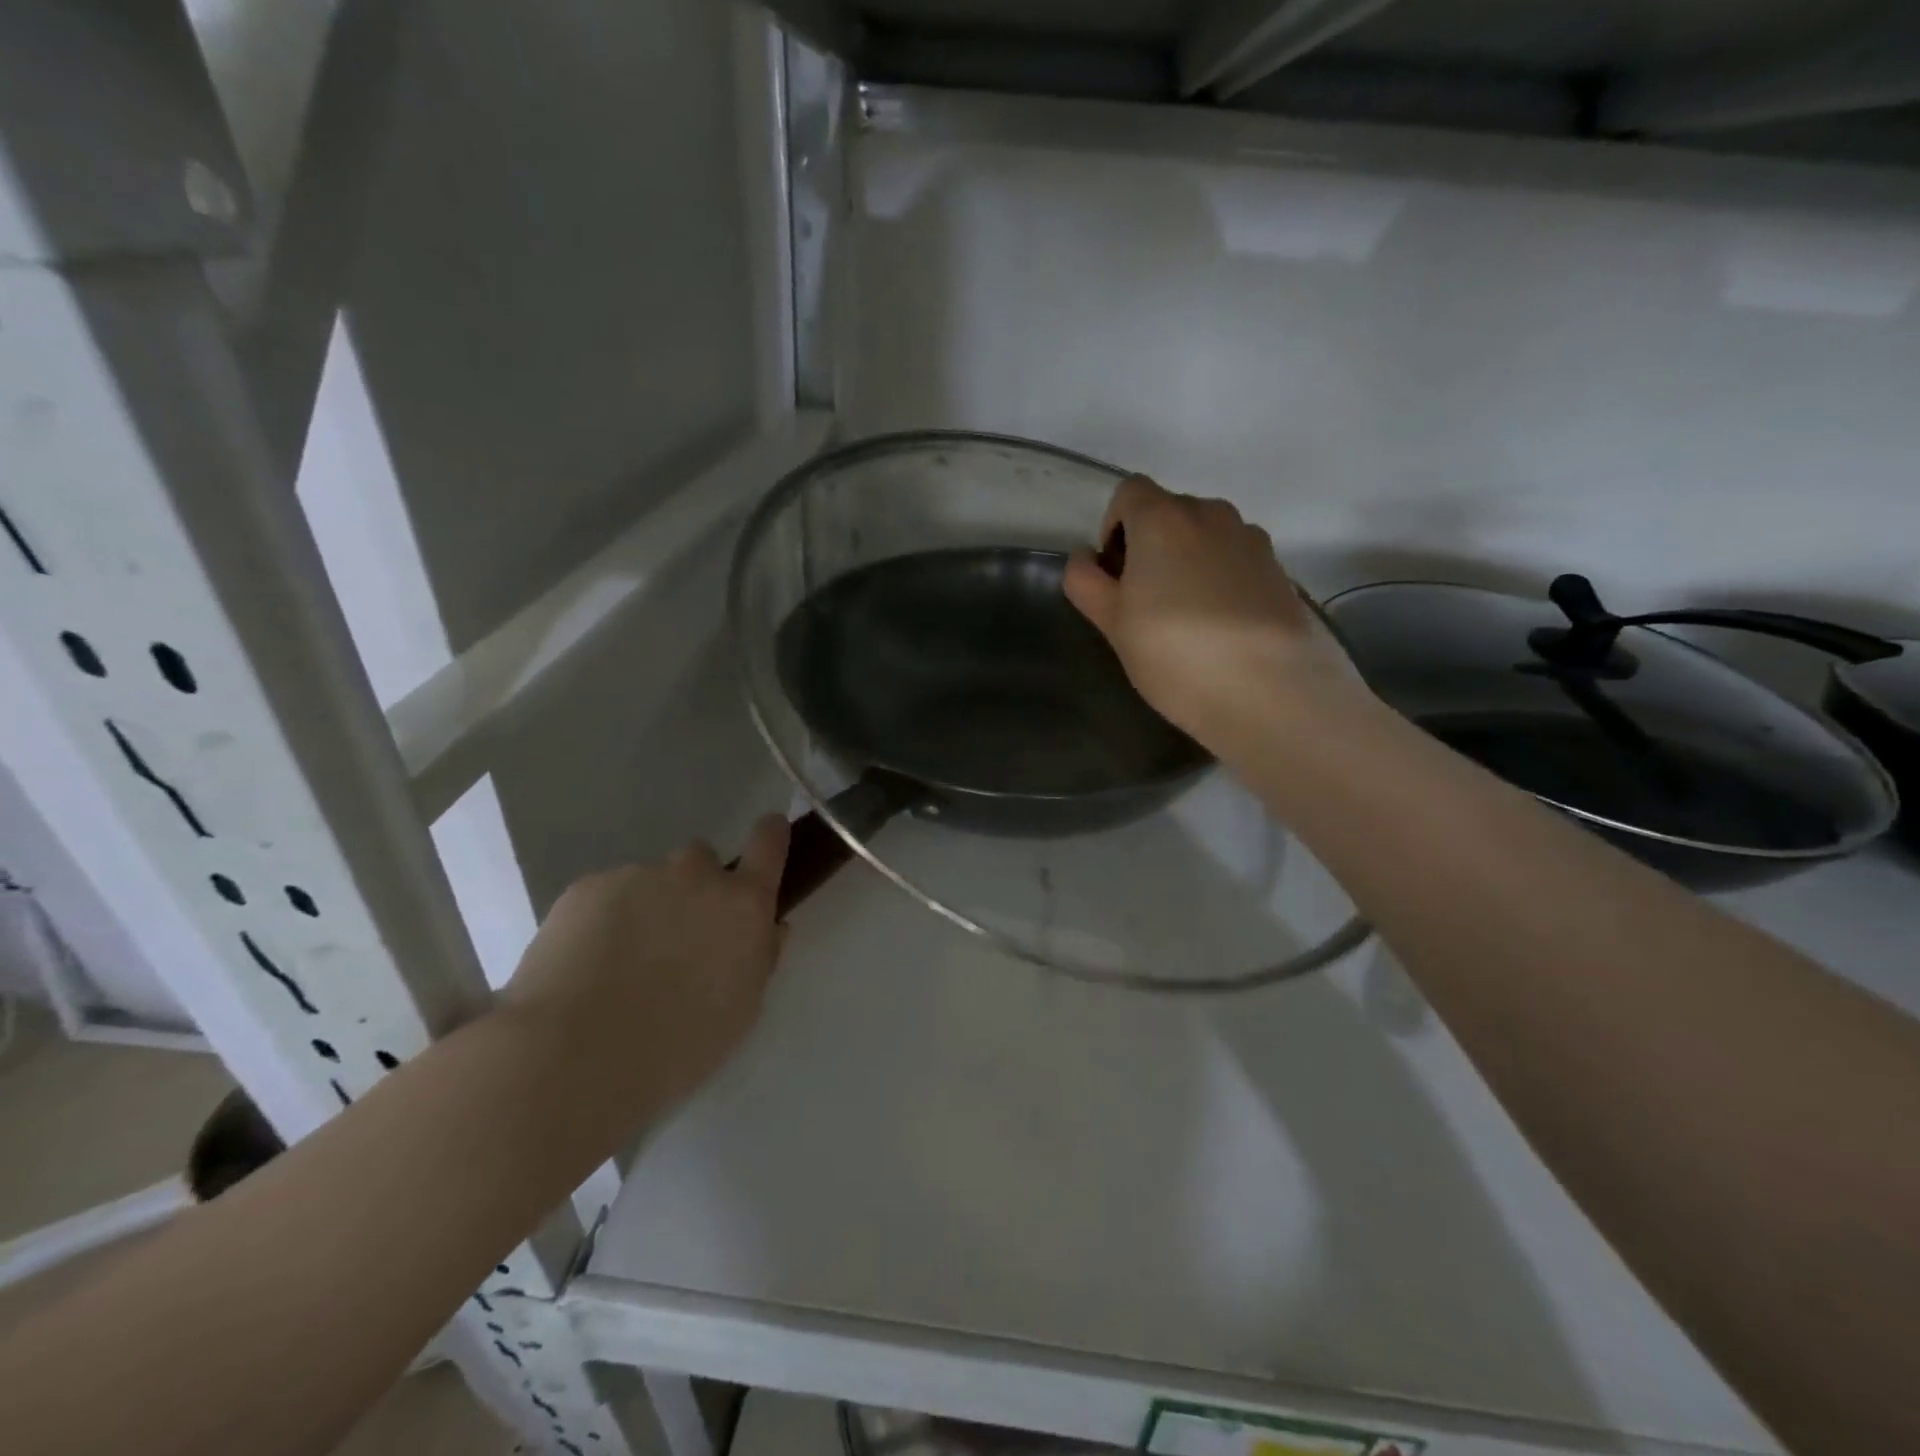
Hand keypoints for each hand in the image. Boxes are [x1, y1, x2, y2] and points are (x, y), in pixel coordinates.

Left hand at [501, 816, 790, 1118]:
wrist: (575, 1053)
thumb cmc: (678, 1045)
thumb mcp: (741, 1009)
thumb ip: (760, 957)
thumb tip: (769, 927)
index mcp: (743, 905)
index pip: (768, 845)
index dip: (770, 835)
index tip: (768, 831)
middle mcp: (695, 876)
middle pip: (701, 861)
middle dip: (694, 888)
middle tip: (675, 937)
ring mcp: (638, 875)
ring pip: (649, 881)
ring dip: (646, 907)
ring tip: (618, 964)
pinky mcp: (586, 887)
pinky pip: (605, 894)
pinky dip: (602, 920)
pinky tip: (583, 965)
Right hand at [1063, 475, 1362, 750]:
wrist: (1270, 690)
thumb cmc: (1175, 653)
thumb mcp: (1112, 624)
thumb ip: (1087, 583)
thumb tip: (1084, 558)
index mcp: (1163, 518)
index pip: (1129, 492)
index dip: (1114, 527)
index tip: (1115, 574)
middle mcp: (1211, 514)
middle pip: (1170, 512)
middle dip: (1151, 545)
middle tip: (1145, 602)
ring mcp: (1252, 540)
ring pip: (1206, 536)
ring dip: (1189, 561)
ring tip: (1186, 617)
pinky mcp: (1280, 570)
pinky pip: (1237, 561)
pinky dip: (1221, 580)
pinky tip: (1221, 629)